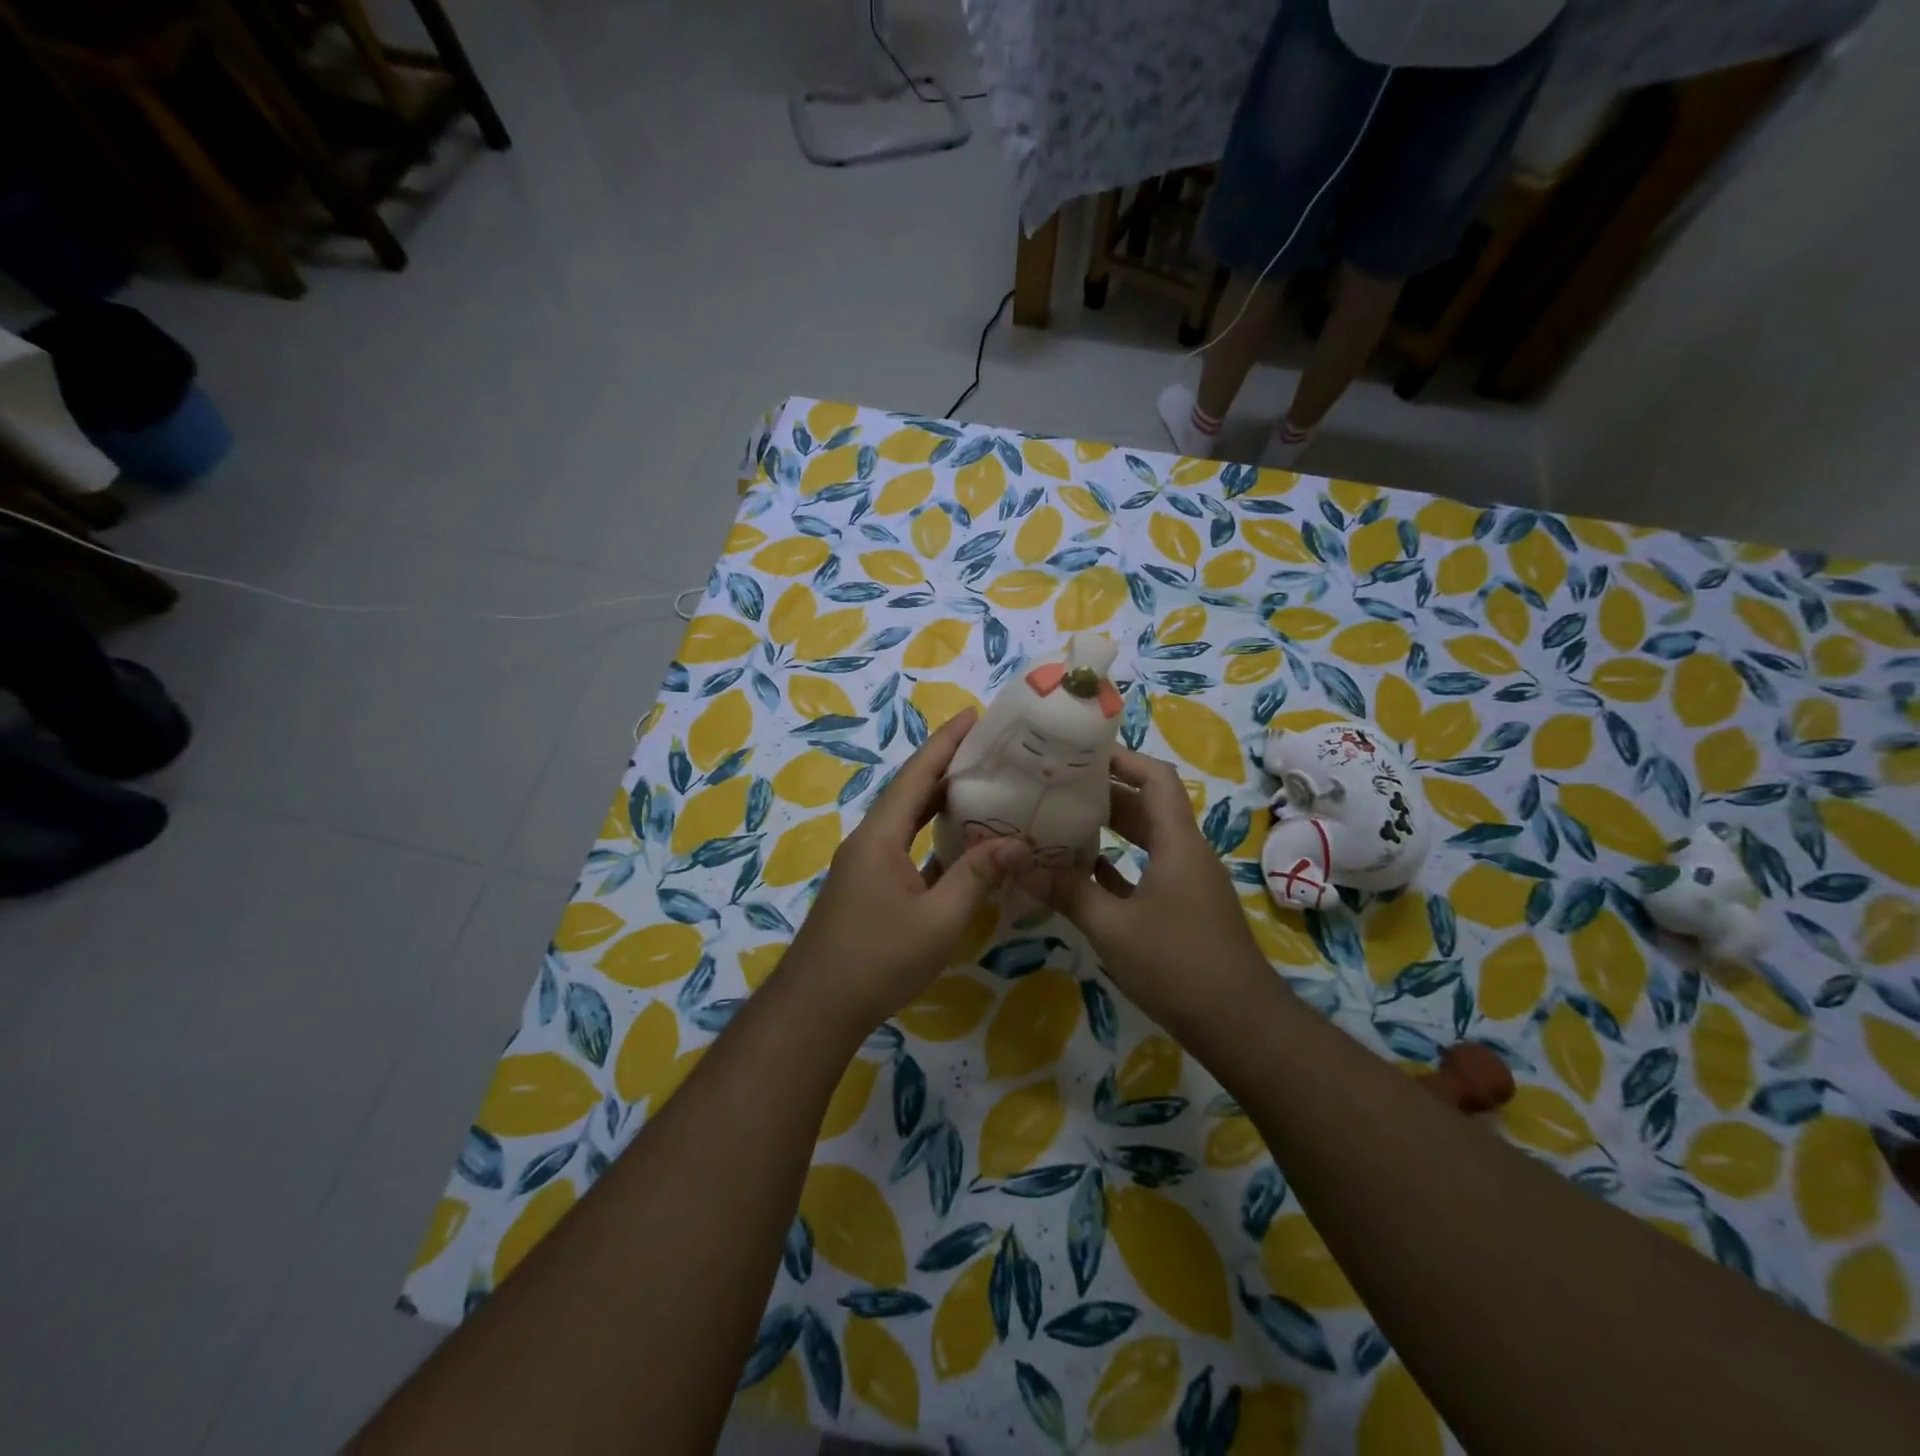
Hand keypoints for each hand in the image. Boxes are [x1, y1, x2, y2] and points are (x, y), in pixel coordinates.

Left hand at [782, 708, 1032, 1030]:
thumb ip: (978, 876)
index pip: (917, 774)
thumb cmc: (879, 958)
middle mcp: (870, 840)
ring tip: (981, 785)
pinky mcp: (867, 887)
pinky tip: (960, 844)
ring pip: (907, 820)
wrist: (818, 1007)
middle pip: (911, 791)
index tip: (973, 715)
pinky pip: (905, 847)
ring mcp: (865, 864)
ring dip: (939, 801)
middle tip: (990, 749)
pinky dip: (932, 837)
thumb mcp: (940, 919)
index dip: (945, 742)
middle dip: (947, 766)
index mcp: (881, 835)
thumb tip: (1018, 842)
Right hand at [1039, 749, 1272, 1035]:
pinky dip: (1118, 865)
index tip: (1080, 752)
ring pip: (1146, 840)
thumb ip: (1068, 894)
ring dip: (1110, 829)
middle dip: (1105, 792)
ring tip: (1063, 821)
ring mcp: (1187, 883)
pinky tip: (1082, 872)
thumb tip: (1020, 868)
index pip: (1155, 779)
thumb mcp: (1113, 928)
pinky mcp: (1183, 909)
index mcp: (1177, 843)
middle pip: (1147, 806)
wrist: (1240, 1025)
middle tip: (1058, 785)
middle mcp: (1186, 853)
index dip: (1122, 759)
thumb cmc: (1178, 965)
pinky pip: (1147, 871)